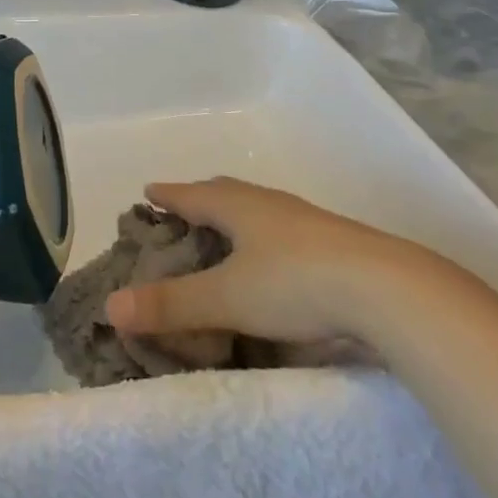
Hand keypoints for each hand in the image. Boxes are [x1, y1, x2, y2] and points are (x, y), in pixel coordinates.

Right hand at [105, 178, 403, 345]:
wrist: (385, 288)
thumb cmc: (295, 283)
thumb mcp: (227, 297)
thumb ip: (171, 304)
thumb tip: (111, 307)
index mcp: (238, 206)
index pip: (192, 193)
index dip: (168, 194)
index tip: (149, 190)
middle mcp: (268, 203)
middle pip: (225, 193)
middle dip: (200, 199)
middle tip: (182, 210)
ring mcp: (303, 220)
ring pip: (257, 210)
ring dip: (235, 218)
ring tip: (224, 234)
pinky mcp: (330, 242)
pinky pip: (282, 230)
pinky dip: (263, 238)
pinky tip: (273, 260)